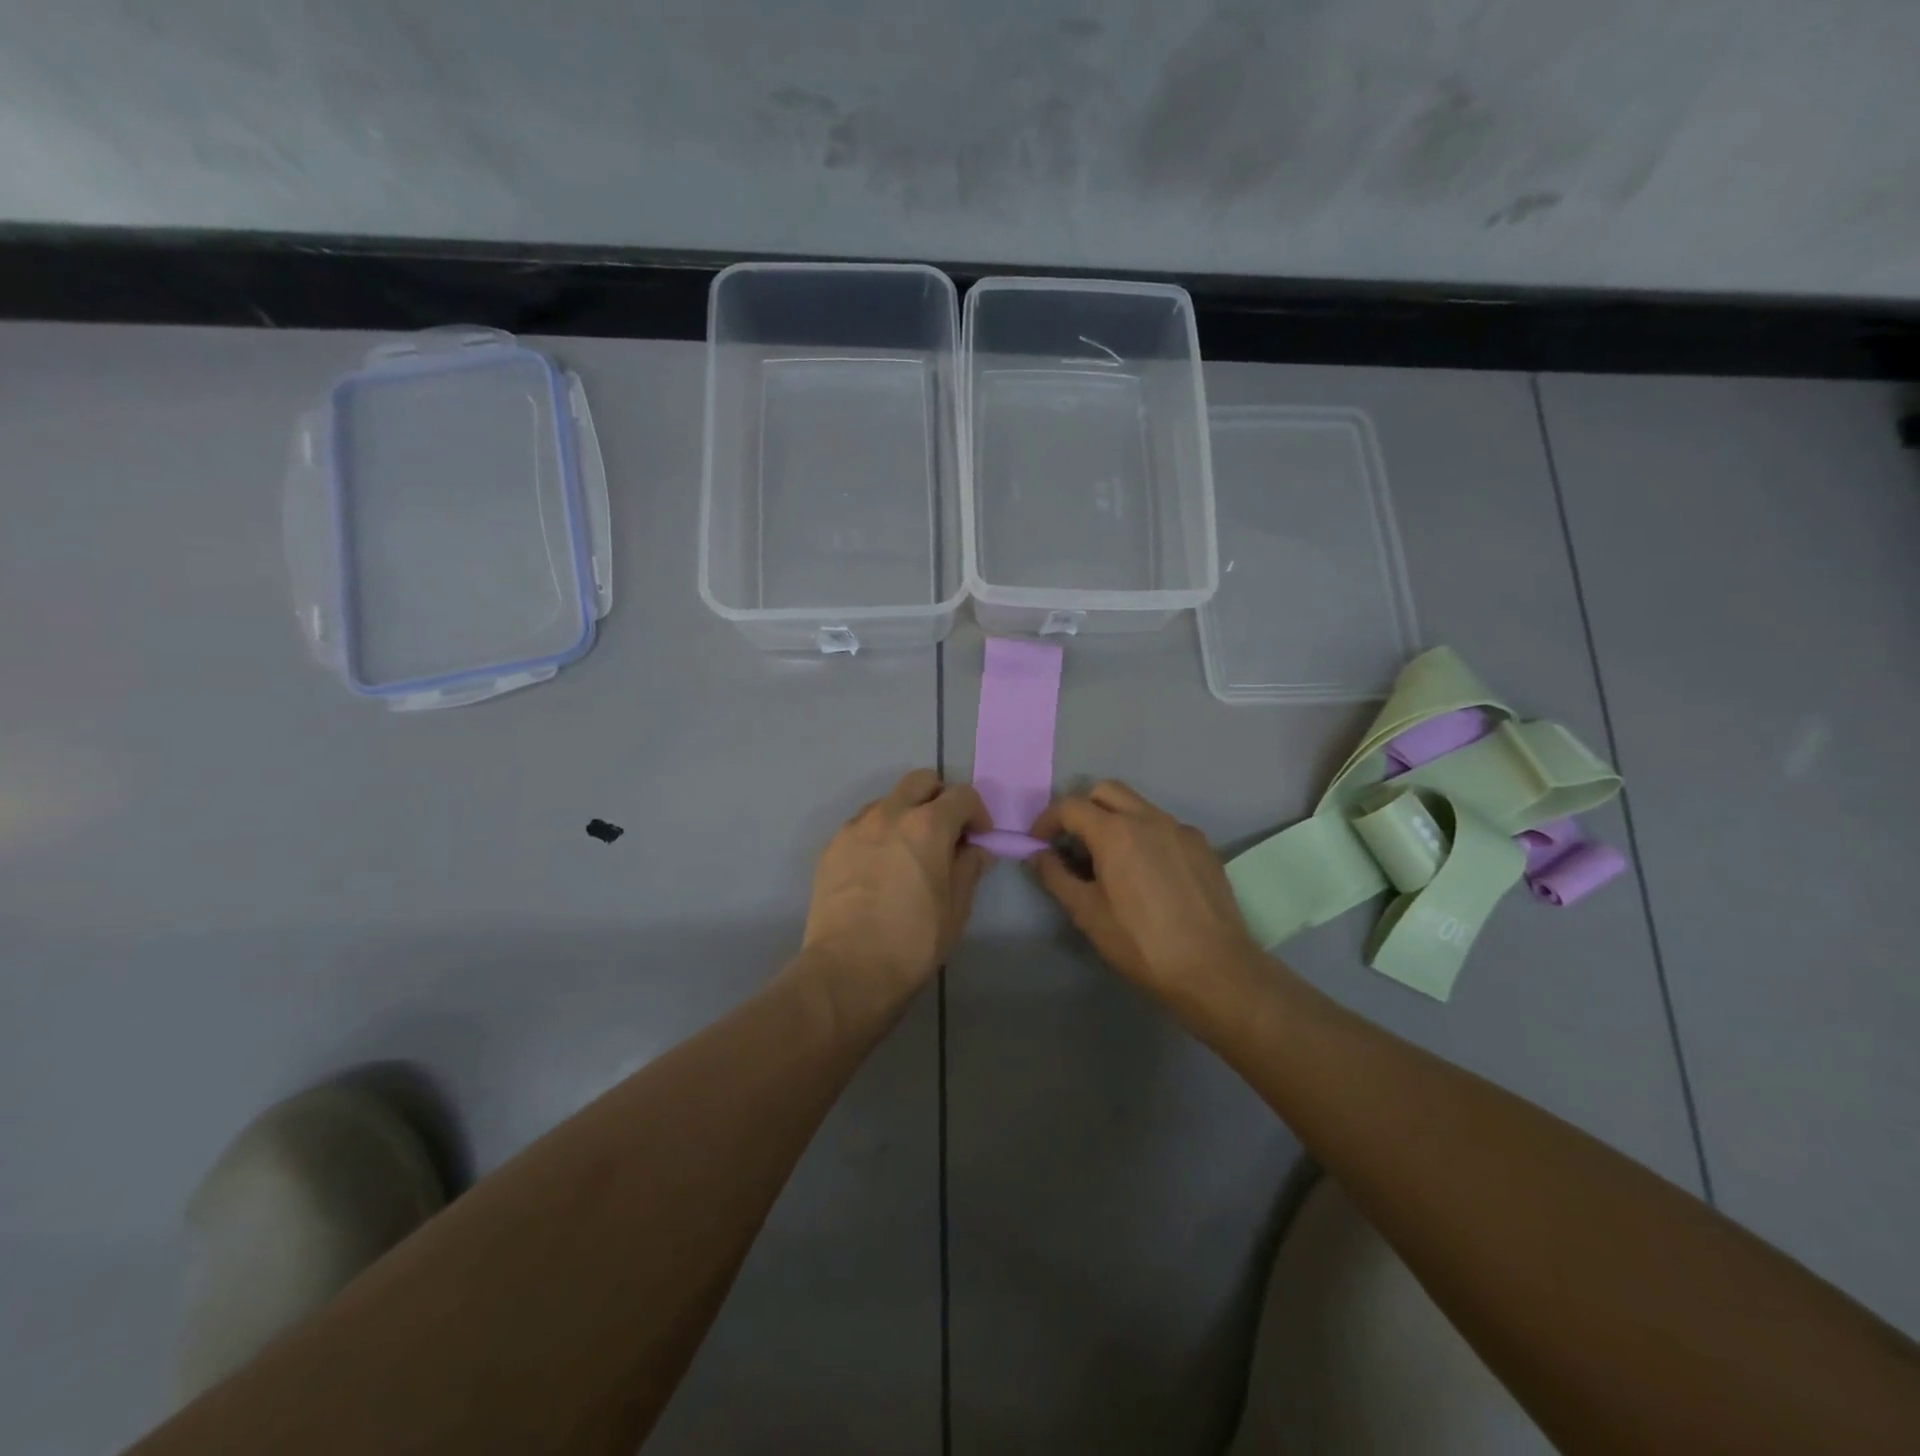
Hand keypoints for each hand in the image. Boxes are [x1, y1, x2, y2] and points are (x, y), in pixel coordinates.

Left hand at [802, 770, 991, 996]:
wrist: (847, 969)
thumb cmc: (913, 942)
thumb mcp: (956, 908)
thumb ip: (969, 868)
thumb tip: (974, 849)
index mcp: (928, 825)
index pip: (962, 795)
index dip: (978, 813)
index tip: (978, 838)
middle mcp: (890, 813)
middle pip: (921, 781)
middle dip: (940, 798)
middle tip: (946, 832)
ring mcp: (856, 827)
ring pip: (888, 800)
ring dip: (906, 813)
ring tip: (910, 850)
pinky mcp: (832, 846)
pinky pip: (862, 825)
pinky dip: (879, 833)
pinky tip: (881, 867)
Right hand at [1030, 780, 1264, 999]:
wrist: (1215, 968)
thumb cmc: (1141, 943)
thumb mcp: (1088, 914)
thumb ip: (1056, 877)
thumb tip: (1037, 855)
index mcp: (1115, 831)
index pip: (1070, 806)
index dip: (1047, 820)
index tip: (1039, 843)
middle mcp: (1149, 817)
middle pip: (1105, 791)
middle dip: (1082, 808)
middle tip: (1071, 842)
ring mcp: (1180, 829)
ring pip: (1138, 805)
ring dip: (1114, 819)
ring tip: (1108, 859)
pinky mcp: (1203, 846)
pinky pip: (1164, 826)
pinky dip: (1144, 835)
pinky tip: (1146, 872)